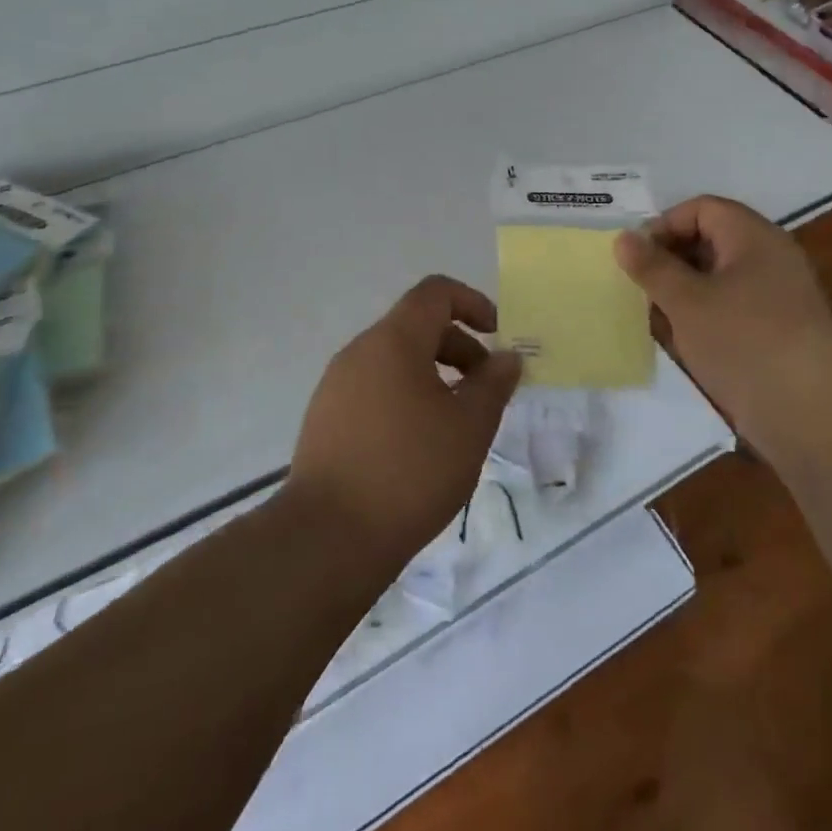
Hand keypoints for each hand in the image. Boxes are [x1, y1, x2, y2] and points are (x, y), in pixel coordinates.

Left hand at [287, 276, 521, 571]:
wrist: (327, 538)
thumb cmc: (409, 471)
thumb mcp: (469, 427)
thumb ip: (494, 384)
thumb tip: (507, 357)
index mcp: (393, 340)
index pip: (434, 292)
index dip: (472, 302)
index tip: (496, 334)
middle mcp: (360, 351)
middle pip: (416, 327)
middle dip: (459, 347)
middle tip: (485, 390)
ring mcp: (336, 385)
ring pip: (395, 361)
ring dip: (433, 376)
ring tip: (456, 423)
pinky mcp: (324, 419)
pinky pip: (374, 389)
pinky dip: (405, 397)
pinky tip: (418, 446)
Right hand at [613, 196, 831, 443]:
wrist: (814, 415)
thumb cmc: (744, 340)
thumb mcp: (687, 300)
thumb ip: (652, 267)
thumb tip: (624, 238)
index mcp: (753, 237)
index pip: (702, 209)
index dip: (664, 225)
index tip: (635, 257)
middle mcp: (768, 259)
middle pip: (710, 241)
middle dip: (670, 261)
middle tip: (638, 288)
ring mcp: (775, 299)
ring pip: (717, 280)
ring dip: (682, 294)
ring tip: (654, 318)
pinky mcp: (776, 335)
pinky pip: (730, 311)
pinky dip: (703, 320)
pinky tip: (682, 344)